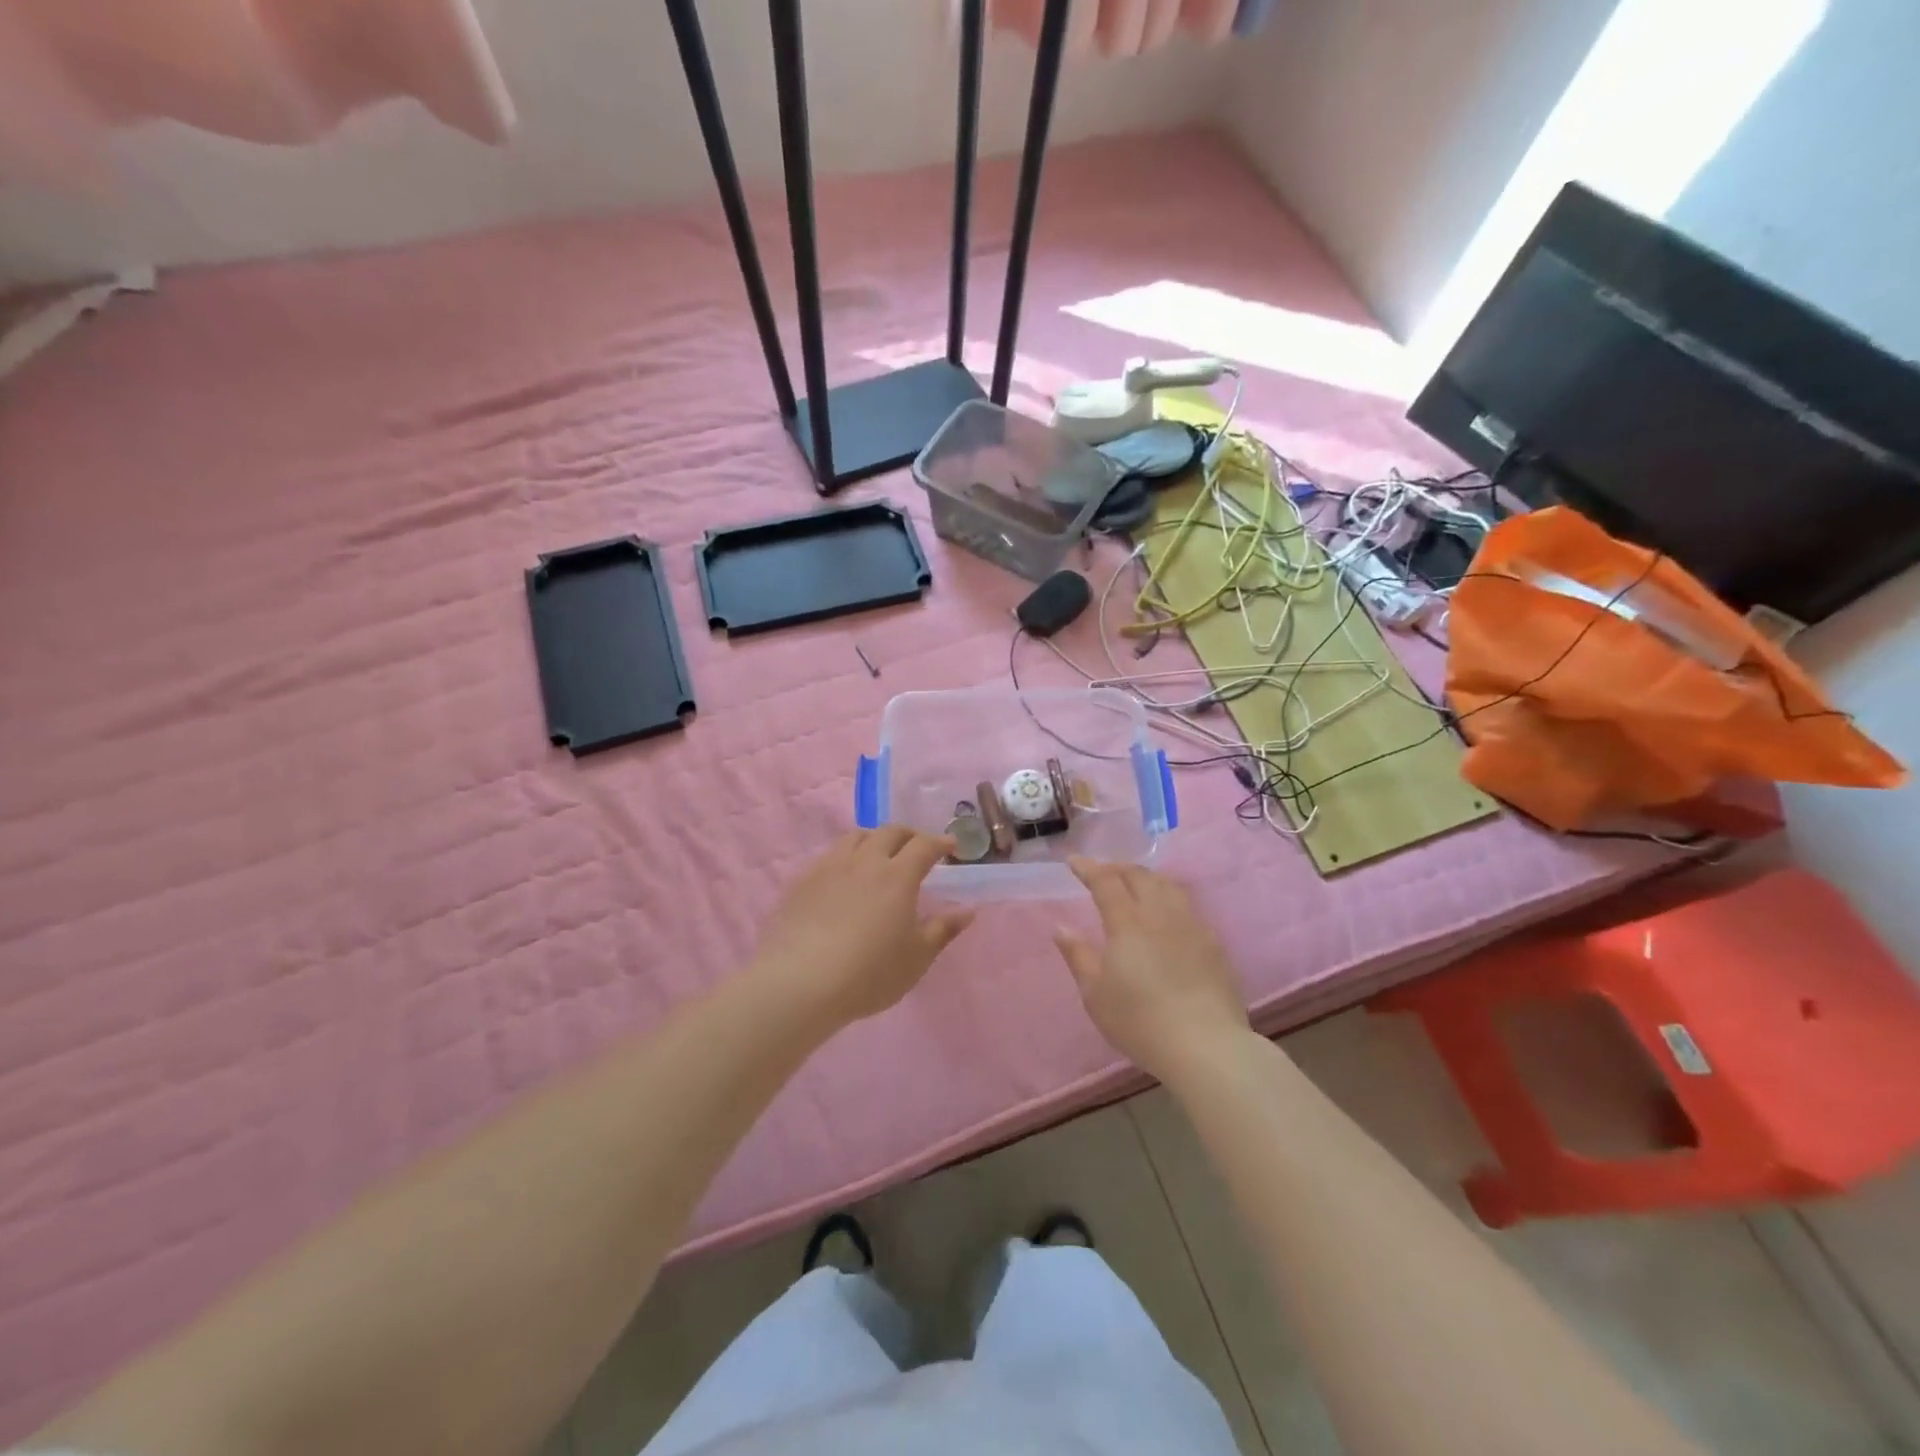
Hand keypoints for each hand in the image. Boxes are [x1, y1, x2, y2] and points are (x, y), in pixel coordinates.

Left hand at [751, 827, 974, 1027]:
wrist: (800, 982)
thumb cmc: (869, 973)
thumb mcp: (916, 958)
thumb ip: (943, 930)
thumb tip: (967, 910)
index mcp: (898, 875)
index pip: (924, 846)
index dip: (940, 842)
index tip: (951, 846)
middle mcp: (865, 861)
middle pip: (889, 832)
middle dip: (908, 835)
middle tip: (917, 847)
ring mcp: (830, 867)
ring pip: (856, 837)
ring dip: (874, 839)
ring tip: (879, 854)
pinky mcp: (802, 881)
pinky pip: (829, 855)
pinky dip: (845, 856)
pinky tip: (844, 876)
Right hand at [1055, 859, 1250, 1083]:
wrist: (1205, 1046)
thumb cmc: (1140, 1022)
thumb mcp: (1096, 994)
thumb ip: (1078, 955)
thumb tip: (1060, 927)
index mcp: (1128, 922)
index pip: (1106, 882)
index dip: (1088, 868)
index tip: (1074, 862)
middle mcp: (1160, 914)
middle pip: (1140, 876)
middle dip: (1118, 868)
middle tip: (1103, 872)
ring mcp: (1191, 926)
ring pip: (1168, 886)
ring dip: (1146, 878)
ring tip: (1136, 884)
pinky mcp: (1213, 943)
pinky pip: (1188, 906)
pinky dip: (1169, 898)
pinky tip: (1168, 914)